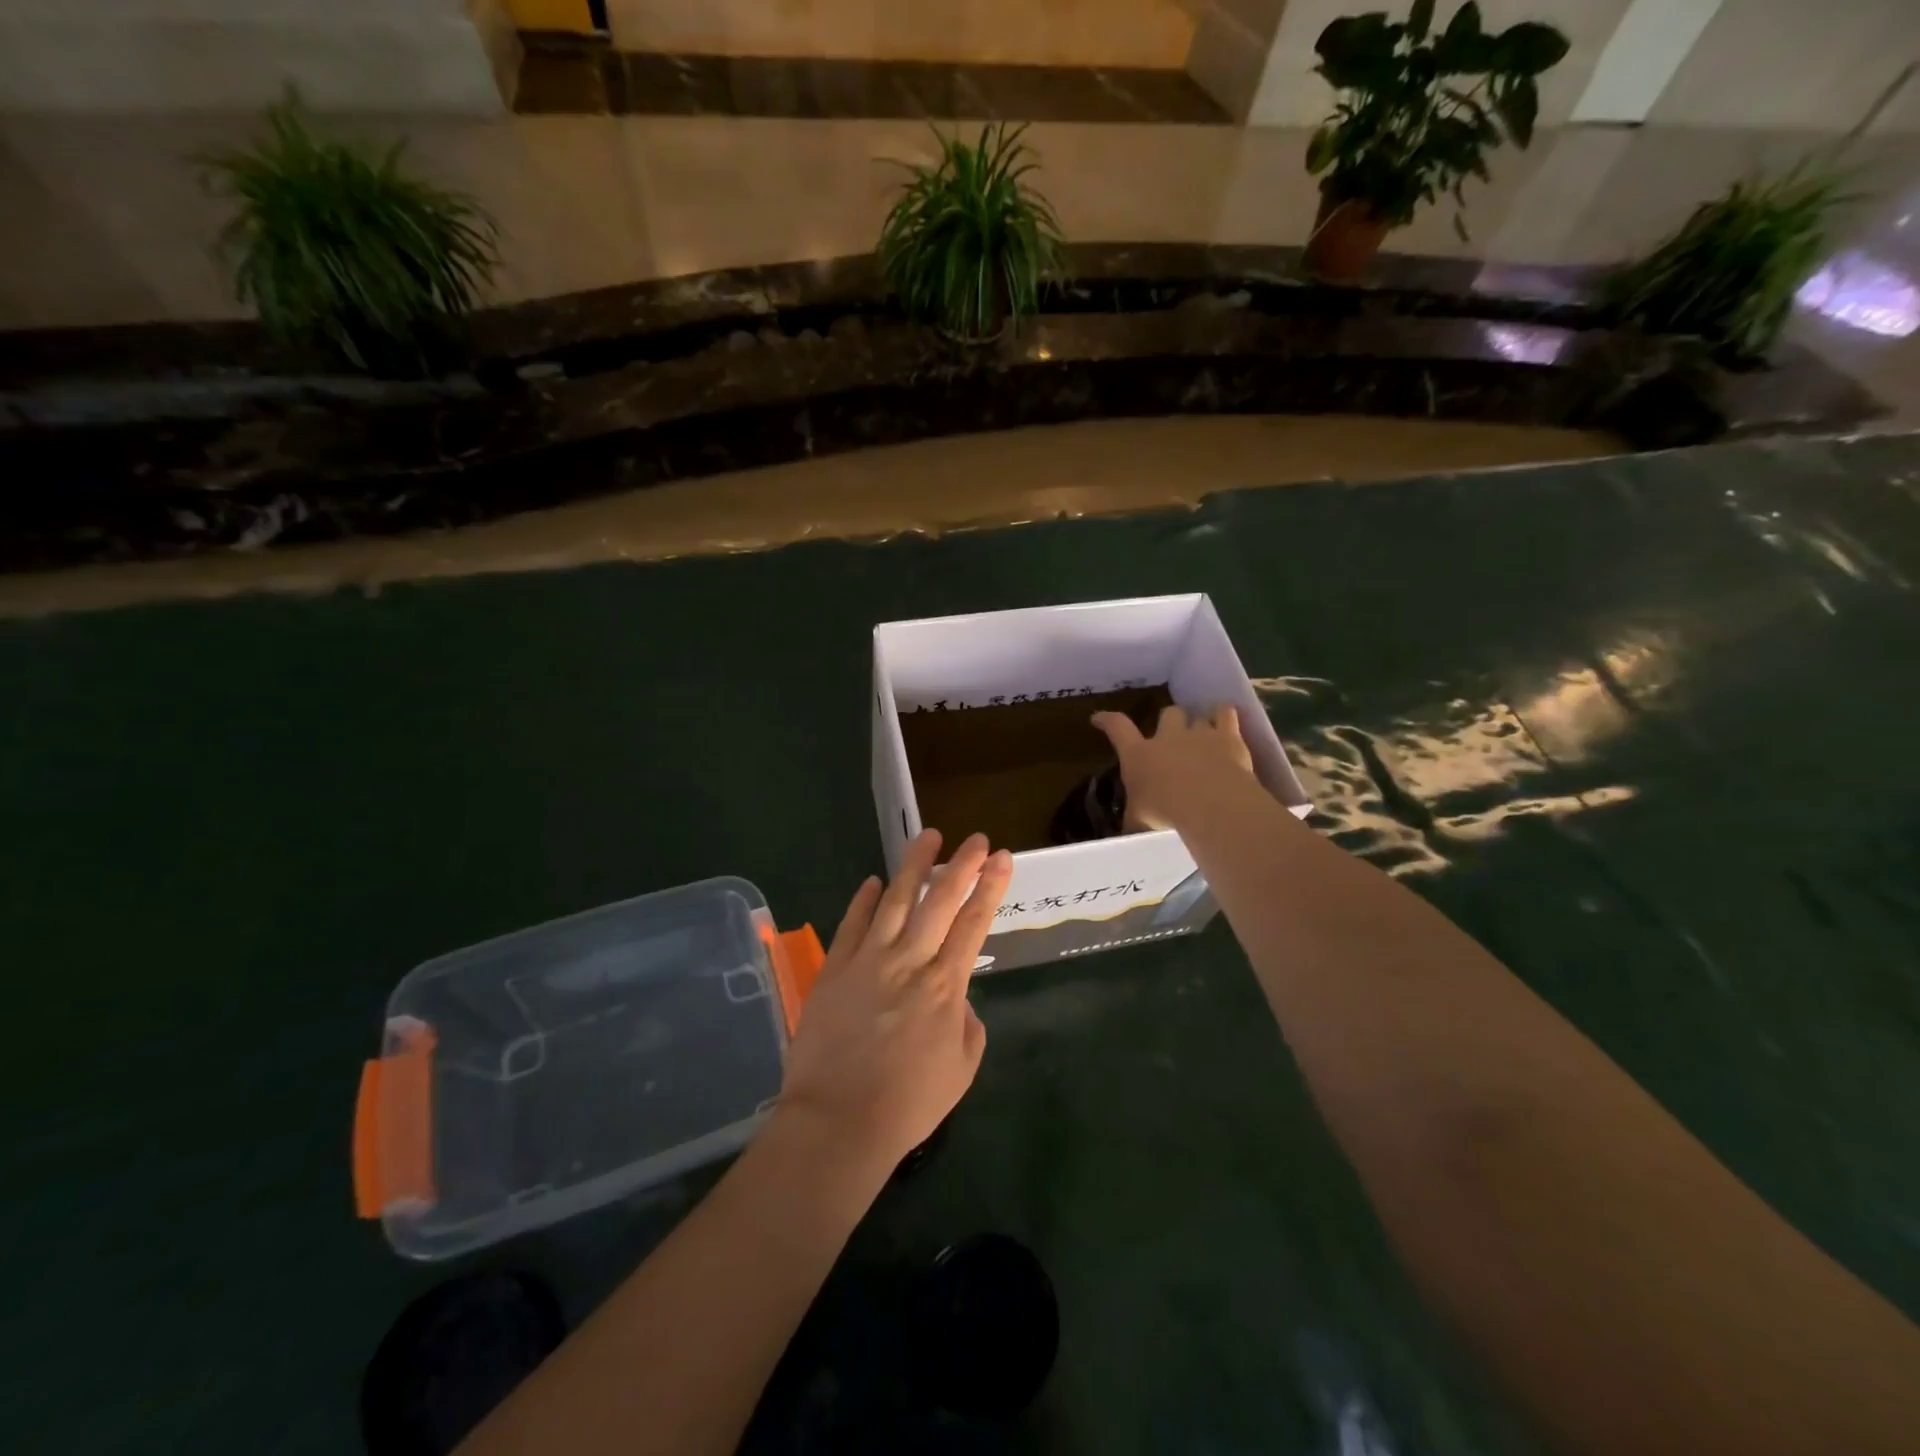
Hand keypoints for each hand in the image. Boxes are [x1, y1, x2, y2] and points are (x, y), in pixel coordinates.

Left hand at [778, 830, 1012, 1172]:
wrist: (838, 1121)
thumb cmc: (908, 1103)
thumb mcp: (961, 1069)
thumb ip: (967, 1023)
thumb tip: (957, 996)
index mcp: (945, 984)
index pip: (974, 922)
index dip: (991, 887)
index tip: (1002, 858)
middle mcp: (909, 960)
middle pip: (940, 900)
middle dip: (962, 865)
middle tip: (976, 838)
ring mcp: (868, 960)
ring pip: (896, 900)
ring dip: (913, 866)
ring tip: (927, 836)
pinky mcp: (834, 969)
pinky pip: (851, 924)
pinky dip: (863, 900)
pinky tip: (873, 881)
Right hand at [1091, 703, 1257, 831]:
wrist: (1211, 805)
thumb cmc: (1166, 814)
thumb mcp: (1139, 822)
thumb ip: (1134, 819)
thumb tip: (1128, 830)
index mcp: (1139, 755)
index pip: (1117, 728)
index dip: (1107, 720)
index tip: (1098, 718)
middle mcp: (1168, 737)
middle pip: (1168, 713)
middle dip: (1170, 722)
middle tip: (1173, 737)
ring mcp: (1199, 734)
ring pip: (1198, 716)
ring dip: (1199, 725)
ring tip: (1204, 736)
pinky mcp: (1228, 737)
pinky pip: (1226, 713)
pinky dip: (1224, 715)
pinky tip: (1226, 721)